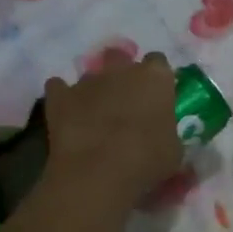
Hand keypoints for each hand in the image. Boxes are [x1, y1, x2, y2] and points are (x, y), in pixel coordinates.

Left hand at [43, 50, 183, 209]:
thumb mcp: (173, 150)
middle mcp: (121, 70)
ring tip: (95, 116)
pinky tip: (66, 114)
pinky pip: (58, 88)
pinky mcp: (59, 96)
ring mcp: (87, 80)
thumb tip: (162, 134)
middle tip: (125, 102)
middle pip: (121, 59)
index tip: (156, 98)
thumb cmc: (147, 160)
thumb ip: (168, 132)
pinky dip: (62, 98)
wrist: (98, 172)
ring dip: (94, 90)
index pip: (158, 63)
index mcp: (155, 77)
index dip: (155, 80)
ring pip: (91, 75)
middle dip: (122, 75)